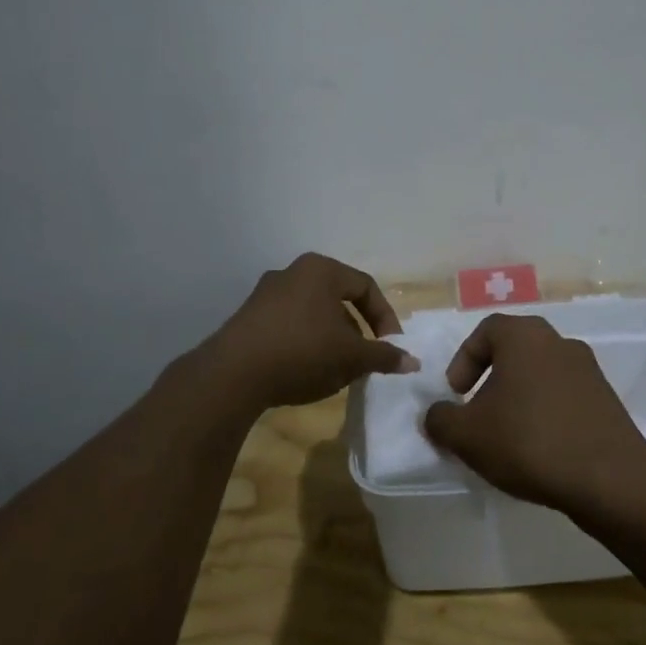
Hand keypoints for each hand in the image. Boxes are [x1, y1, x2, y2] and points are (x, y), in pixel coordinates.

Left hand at [203, 253, 416, 409]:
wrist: (232, 374)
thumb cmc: (302, 352)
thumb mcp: (351, 357)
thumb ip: (383, 356)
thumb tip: (413, 362)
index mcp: (320, 270)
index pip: (365, 287)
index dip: (385, 318)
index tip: (391, 347)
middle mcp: (292, 272)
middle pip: (338, 299)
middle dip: (357, 331)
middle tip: (364, 359)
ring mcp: (266, 294)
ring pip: (313, 314)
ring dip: (332, 339)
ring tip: (337, 370)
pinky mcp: (248, 318)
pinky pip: (289, 325)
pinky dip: (306, 344)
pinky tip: (306, 372)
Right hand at [422, 313, 645, 514]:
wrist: (609, 479)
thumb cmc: (529, 441)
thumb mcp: (467, 435)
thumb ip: (440, 419)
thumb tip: (436, 414)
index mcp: (524, 336)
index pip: (486, 331)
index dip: (463, 360)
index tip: (456, 395)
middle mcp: (558, 342)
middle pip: (514, 351)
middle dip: (490, 381)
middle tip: (478, 415)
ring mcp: (588, 370)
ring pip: (540, 375)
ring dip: (519, 399)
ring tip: (507, 438)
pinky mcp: (606, 400)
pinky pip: (564, 397)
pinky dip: (546, 414)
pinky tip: (539, 450)